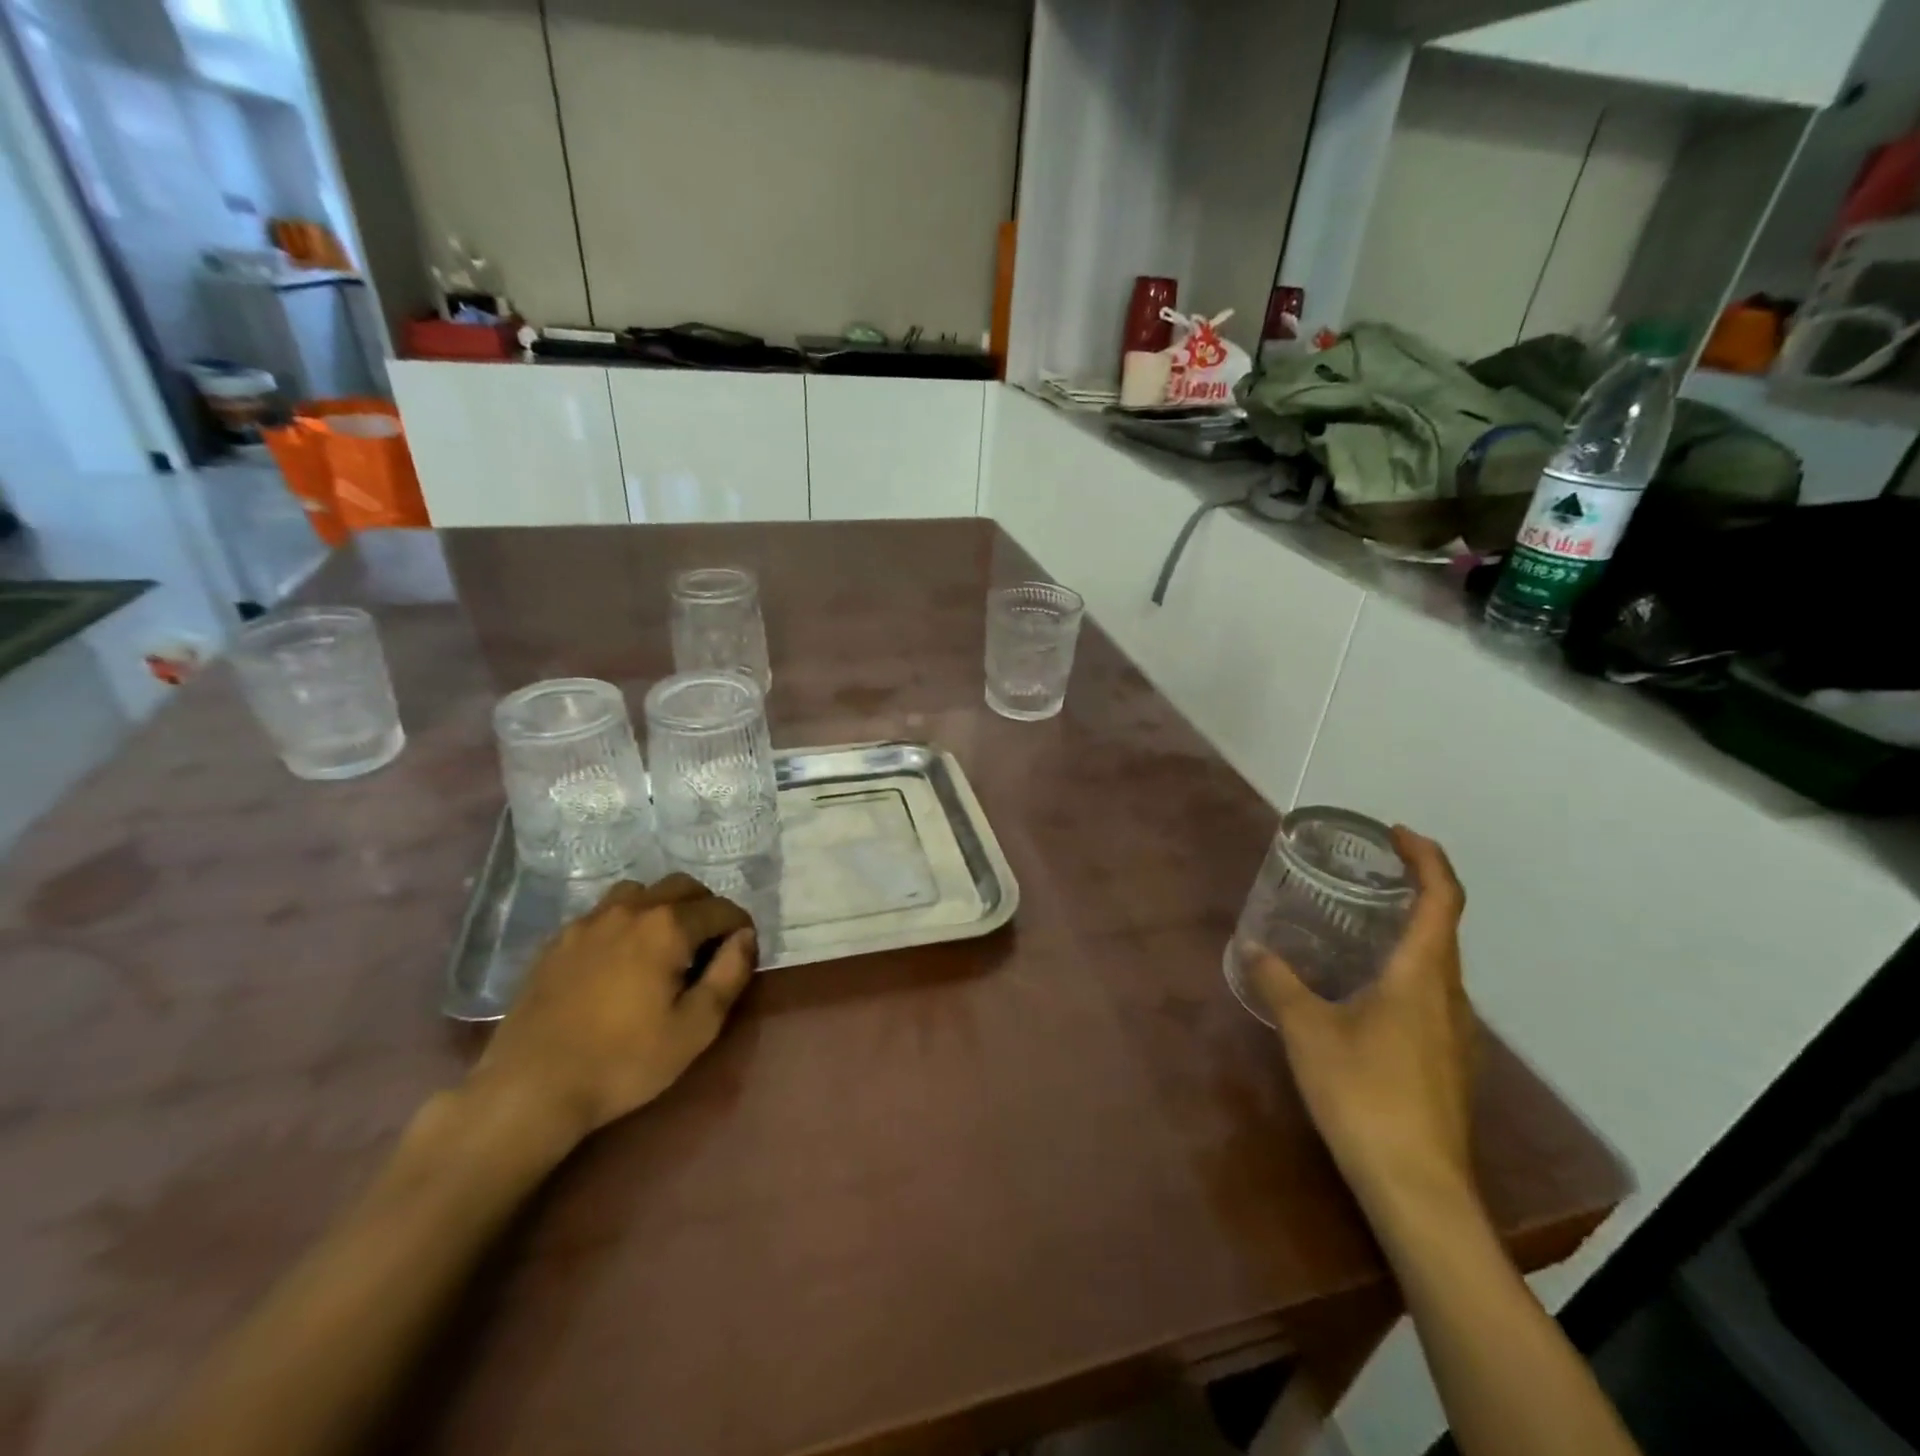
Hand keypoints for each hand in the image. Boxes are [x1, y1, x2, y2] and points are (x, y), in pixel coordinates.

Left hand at [473, 874, 757, 1145]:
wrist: (530, 1088)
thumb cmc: (624, 1061)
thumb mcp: (695, 1028)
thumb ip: (729, 974)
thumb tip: (745, 937)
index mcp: (667, 927)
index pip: (721, 908)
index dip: (740, 926)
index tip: (743, 951)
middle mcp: (629, 910)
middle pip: (682, 886)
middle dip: (706, 908)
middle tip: (709, 946)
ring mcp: (588, 922)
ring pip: (639, 892)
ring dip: (663, 907)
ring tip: (664, 945)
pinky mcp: (558, 941)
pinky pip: (603, 913)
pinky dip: (625, 922)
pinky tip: (620, 958)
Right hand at [1250, 827, 1477, 1228]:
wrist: (1418, 1187)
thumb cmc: (1364, 1095)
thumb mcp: (1307, 1031)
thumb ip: (1279, 983)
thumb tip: (1253, 946)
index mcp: (1422, 976)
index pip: (1442, 899)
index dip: (1426, 858)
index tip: (1397, 832)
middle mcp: (1450, 996)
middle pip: (1445, 928)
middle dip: (1415, 890)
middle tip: (1368, 874)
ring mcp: (1458, 1034)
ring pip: (1439, 965)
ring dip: (1411, 933)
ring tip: (1361, 926)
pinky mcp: (1450, 1063)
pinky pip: (1433, 996)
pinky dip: (1407, 971)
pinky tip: (1367, 992)